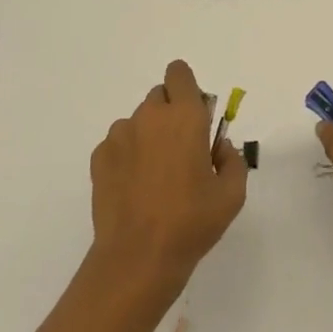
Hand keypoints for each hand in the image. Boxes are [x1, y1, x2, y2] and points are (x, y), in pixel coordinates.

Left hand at [90, 60, 248, 299]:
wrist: (138, 257)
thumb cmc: (191, 223)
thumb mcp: (232, 195)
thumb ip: (232, 160)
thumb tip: (218, 147)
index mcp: (185, 117)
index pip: (179, 73)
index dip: (187, 87)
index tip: (195, 114)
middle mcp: (150, 116)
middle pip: (160, 95)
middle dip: (171, 113)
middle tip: (180, 151)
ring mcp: (120, 135)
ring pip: (138, 121)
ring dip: (148, 136)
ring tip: (155, 176)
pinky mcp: (99, 157)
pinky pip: (118, 144)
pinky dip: (127, 156)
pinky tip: (134, 188)